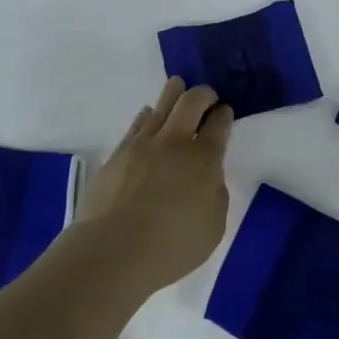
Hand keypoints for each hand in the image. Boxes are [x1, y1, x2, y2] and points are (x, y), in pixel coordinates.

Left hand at [75, 77, 233, 292]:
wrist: (114, 250)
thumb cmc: (172, 245)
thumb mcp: (213, 225)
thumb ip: (214, 193)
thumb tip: (206, 177)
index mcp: (205, 158)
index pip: (219, 123)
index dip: (224, 114)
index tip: (225, 113)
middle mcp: (175, 142)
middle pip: (191, 101)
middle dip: (203, 94)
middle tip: (208, 97)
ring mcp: (143, 144)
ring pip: (162, 104)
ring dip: (174, 94)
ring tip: (178, 89)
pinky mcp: (118, 152)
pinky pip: (138, 123)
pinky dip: (148, 115)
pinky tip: (150, 115)